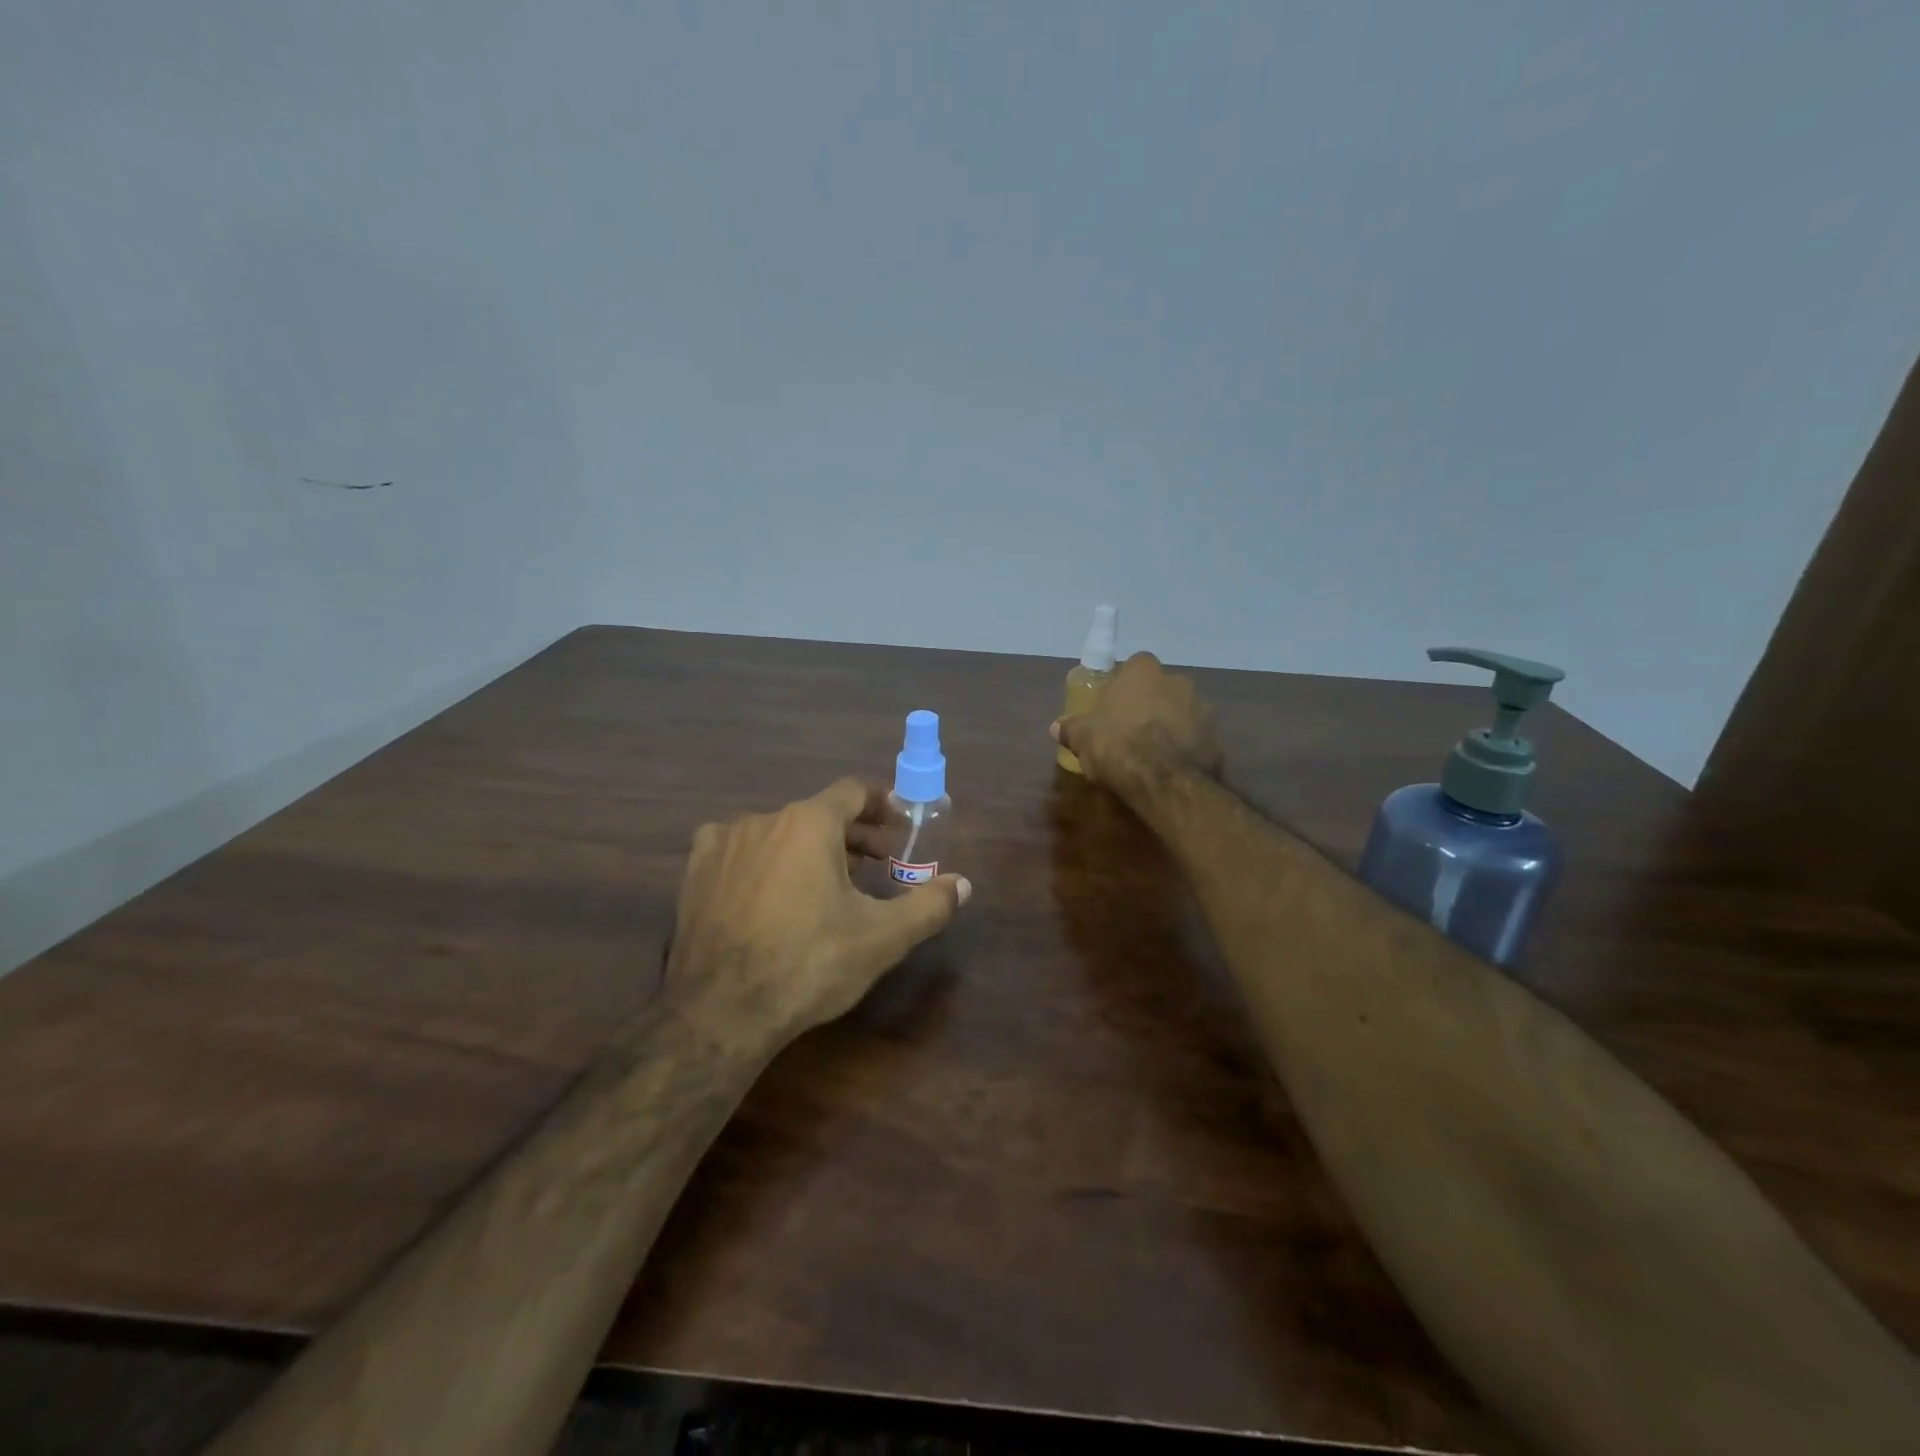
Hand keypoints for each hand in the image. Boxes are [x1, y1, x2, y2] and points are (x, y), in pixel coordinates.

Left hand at [665, 779, 970, 1046]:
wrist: (722, 1012)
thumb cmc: (809, 963)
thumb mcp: (882, 938)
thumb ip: (928, 906)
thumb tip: (963, 884)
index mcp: (810, 823)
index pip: (853, 791)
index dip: (881, 803)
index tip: (899, 824)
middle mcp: (764, 819)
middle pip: (818, 813)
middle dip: (853, 835)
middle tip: (877, 864)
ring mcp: (724, 843)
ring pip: (778, 832)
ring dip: (808, 848)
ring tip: (826, 883)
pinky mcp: (695, 872)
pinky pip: (737, 850)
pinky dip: (762, 859)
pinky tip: (769, 890)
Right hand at [1052, 651, 1222, 786]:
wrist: (1163, 780)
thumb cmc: (1117, 745)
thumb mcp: (1082, 737)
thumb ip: (1070, 728)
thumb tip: (1056, 727)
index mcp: (1143, 673)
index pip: (1137, 663)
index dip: (1126, 681)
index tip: (1115, 701)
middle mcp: (1177, 682)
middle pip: (1162, 687)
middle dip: (1150, 703)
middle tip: (1131, 727)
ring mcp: (1202, 710)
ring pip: (1182, 712)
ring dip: (1170, 726)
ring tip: (1152, 753)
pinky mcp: (1216, 739)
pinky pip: (1196, 739)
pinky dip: (1185, 749)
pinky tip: (1170, 768)